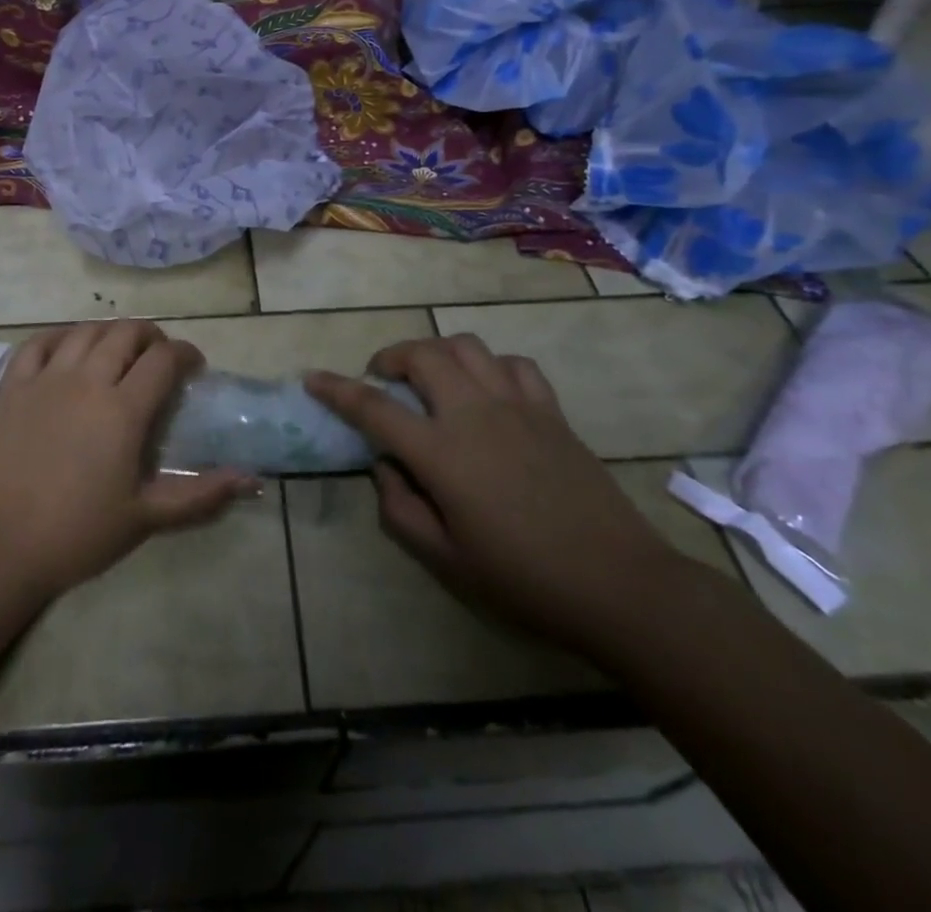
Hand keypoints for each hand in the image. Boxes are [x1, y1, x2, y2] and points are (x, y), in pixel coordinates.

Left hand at [0, 319, 253, 599]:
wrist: (1, 546)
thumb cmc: (79, 533)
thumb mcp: (146, 517)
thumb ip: (201, 494)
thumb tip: (251, 479)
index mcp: (123, 409)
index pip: (164, 359)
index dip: (186, 354)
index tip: (194, 368)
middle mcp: (88, 380)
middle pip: (126, 333)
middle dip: (151, 337)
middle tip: (159, 358)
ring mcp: (46, 379)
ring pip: (86, 332)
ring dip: (110, 332)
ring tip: (119, 349)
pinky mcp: (14, 388)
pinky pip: (38, 343)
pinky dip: (60, 336)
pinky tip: (69, 346)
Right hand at [308, 335, 689, 655]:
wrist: (618, 584)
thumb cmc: (523, 580)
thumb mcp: (446, 559)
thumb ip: (401, 509)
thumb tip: (384, 467)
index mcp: (441, 453)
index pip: (373, 407)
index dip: (336, 389)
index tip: (312, 378)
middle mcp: (473, 413)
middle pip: (421, 355)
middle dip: (390, 356)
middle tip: (382, 378)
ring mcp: (516, 405)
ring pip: (466, 346)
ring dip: (437, 352)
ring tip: (430, 376)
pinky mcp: (550, 410)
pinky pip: (513, 364)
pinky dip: (489, 365)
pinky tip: (487, 389)